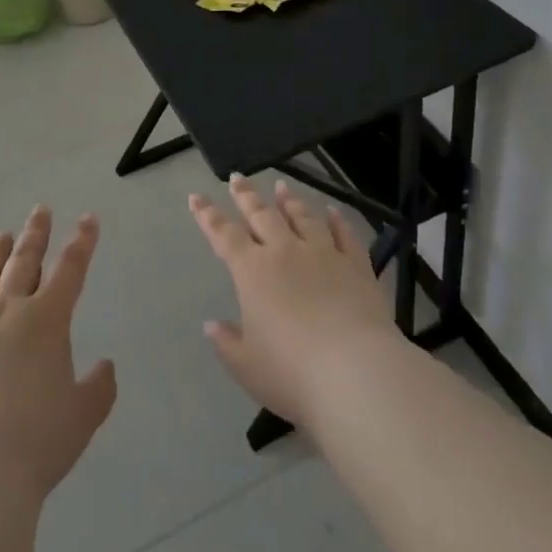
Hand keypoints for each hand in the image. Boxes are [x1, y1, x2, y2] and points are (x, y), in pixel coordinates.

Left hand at [0, 206, 117, 498]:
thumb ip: (99, 387)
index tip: (88, 219)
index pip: (70, 268)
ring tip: (0, 238)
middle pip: (23, 261)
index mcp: (47, 320)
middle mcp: (6, 311)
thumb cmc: (36, 442)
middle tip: (39, 211)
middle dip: (35, 234)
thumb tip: (105, 366)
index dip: (82, 241)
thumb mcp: (83, 417)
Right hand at [190, 175, 401, 430]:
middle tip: (237, 178)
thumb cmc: (292, 374)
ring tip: (280, 186)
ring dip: (289, 200)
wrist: (355, 373)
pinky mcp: (356, 265)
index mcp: (252, 271)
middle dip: (246, 195)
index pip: (224, 235)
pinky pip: (344, 235)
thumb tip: (211, 325)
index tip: (196, 197)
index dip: (207, 215)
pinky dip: (337, 220)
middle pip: (262, 214)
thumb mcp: (247, 367)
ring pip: (302, 217)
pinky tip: (332, 212)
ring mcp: (323, 254)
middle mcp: (285, 251)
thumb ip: (227, 343)